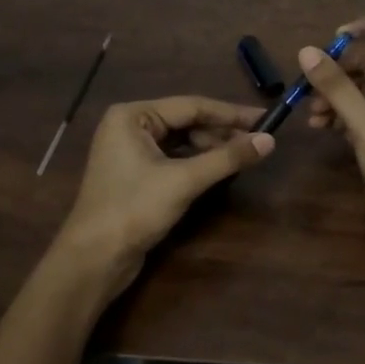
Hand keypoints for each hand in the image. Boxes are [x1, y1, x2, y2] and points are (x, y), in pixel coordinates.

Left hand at [57, 96, 273, 298]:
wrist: (94, 258)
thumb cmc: (134, 209)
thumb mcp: (184, 181)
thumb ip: (227, 158)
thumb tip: (270, 141)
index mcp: (133, 116)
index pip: (191, 106)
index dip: (231, 113)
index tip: (265, 118)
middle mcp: (129, 126)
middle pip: (186, 121)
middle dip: (222, 132)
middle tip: (258, 141)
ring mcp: (130, 151)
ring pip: (181, 141)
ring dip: (212, 148)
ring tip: (244, 156)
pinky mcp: (135, 175)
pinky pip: (173, 159)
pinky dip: (197, 163)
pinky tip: (219, 169)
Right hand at [299, 14, 364, 295]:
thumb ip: (337, 88)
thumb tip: (306, 51)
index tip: (337, 36)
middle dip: (340, 70)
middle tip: (309, 83)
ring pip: (360, 90)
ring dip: (334, 95)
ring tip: (310, 112)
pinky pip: (355, 114)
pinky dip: (337, 115)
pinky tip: (319, 126)